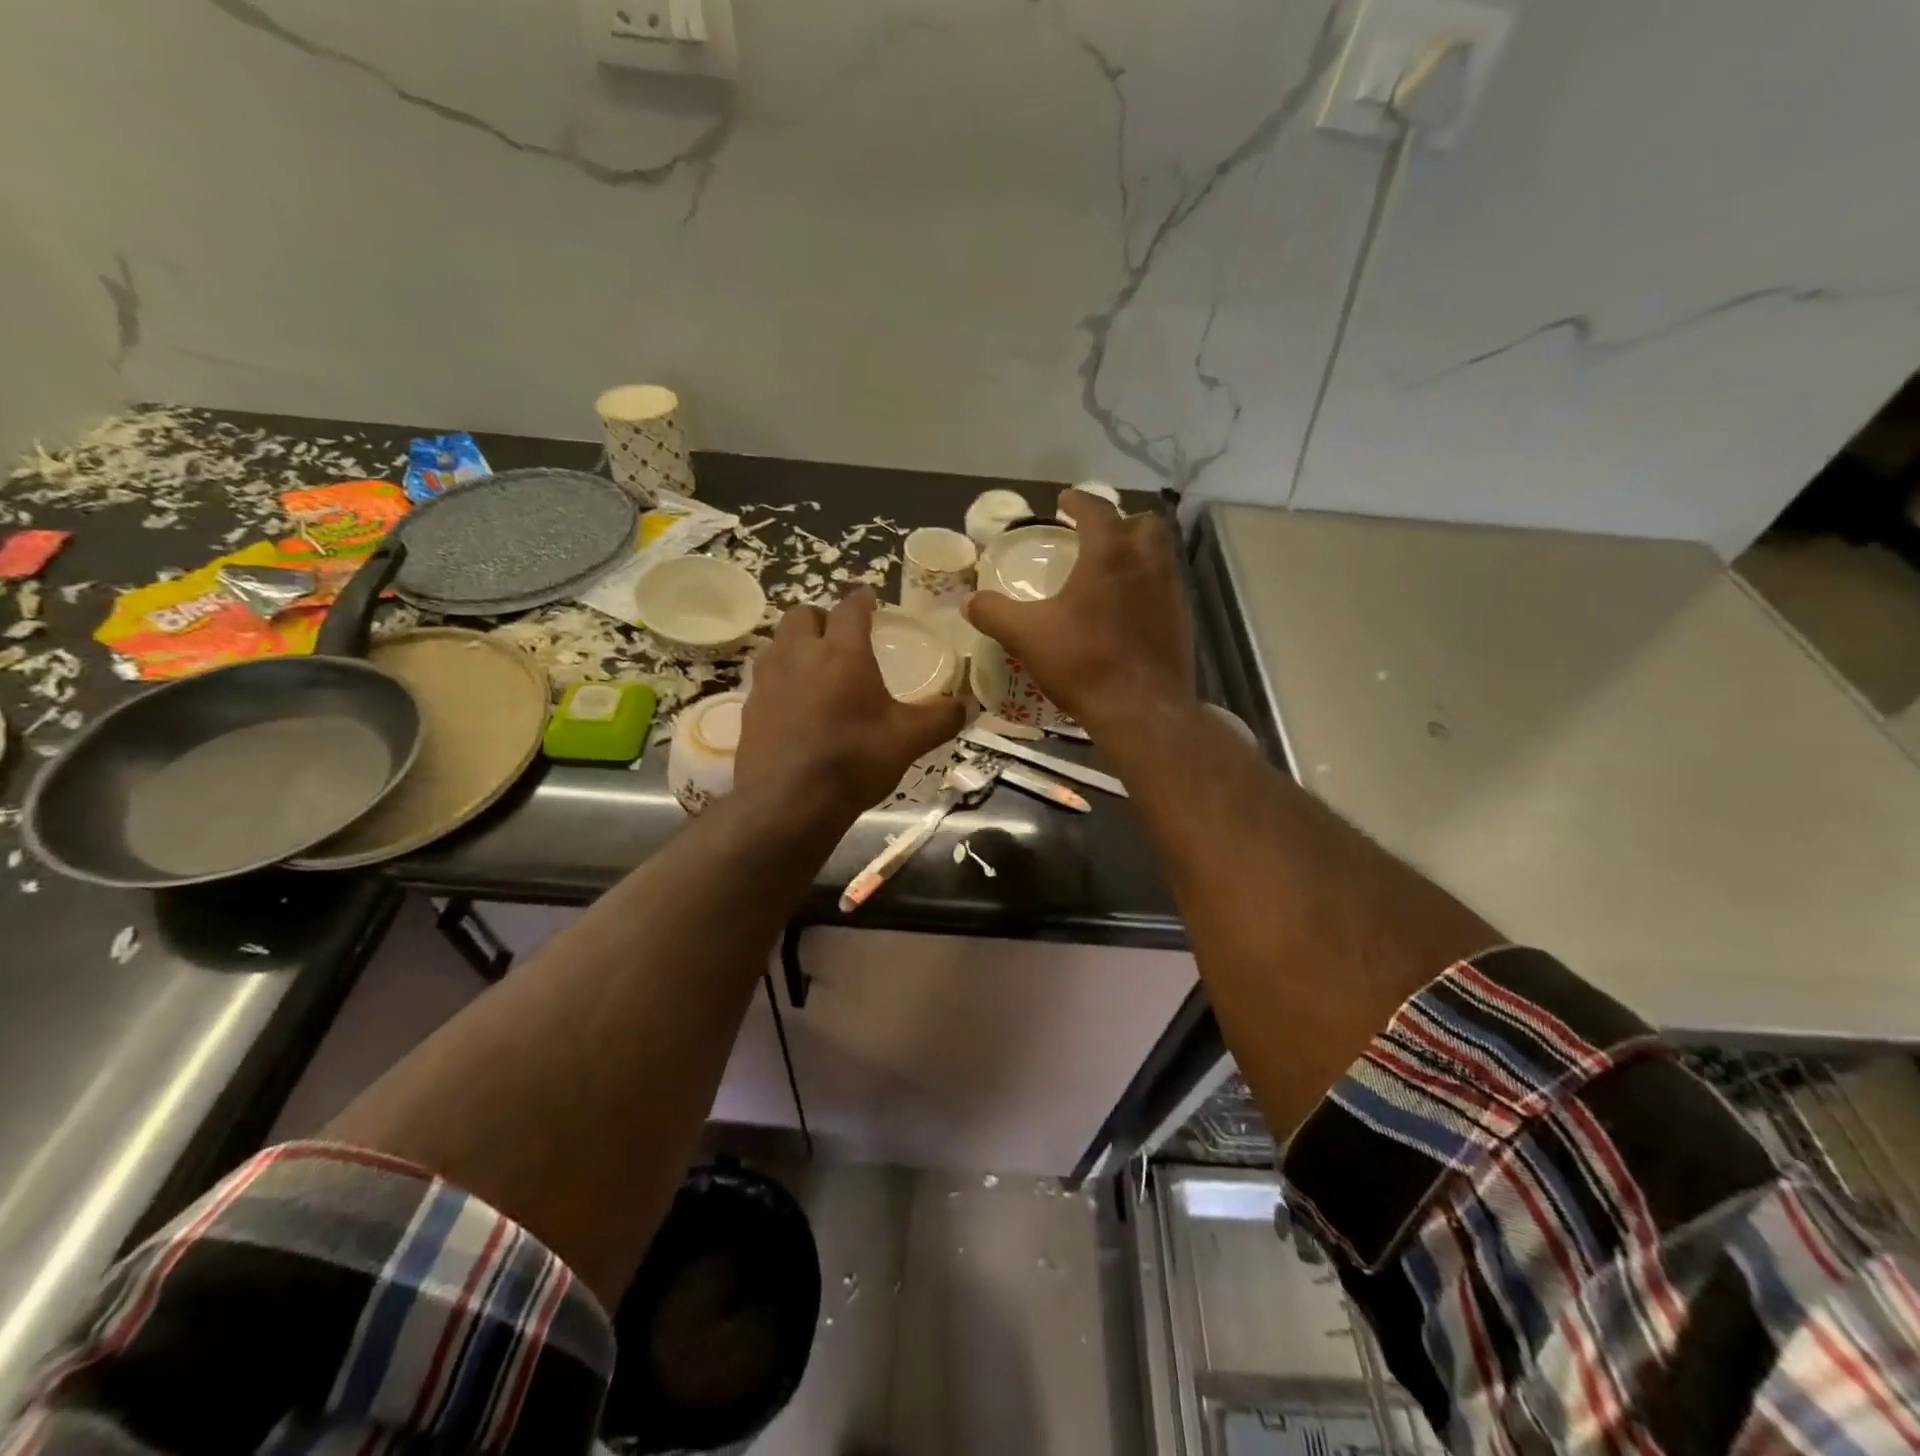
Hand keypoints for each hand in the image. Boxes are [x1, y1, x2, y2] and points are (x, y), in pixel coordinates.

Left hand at [737, 588, 964, 819]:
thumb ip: (941, 718)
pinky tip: (793, 703)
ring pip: (777, 643)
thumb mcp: (908, 740)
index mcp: (842, 652)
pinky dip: (780, 678)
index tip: (868, 597)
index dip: (861, 599)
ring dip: (795, 644)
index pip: (850, 609)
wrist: (788, 802)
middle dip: (821, 617)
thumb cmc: (853, 761)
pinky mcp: (749, 707)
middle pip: (802, 615)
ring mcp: (768, 680)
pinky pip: (764, 677)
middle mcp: (800, 655)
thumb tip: (971, 705)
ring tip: (813, 664)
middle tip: (838, 634)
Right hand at [963, 489, 1195, 738]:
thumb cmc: (1083, 662)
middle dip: (1121, 521)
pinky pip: (1166, 588)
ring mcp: (1171, 591)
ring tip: (1112, 569)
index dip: (1079, 500)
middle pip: (1143, 523)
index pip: (1097, 509)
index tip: (1065, 500)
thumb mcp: (1026, 636)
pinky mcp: (1182, 621)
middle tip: (1097, 535)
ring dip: (1139, 551)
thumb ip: (994, 613)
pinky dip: (1148, 585)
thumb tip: (968, 602)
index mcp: (1109, 554)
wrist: (1140, 709)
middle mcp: (1147, 563)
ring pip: (1161, 554)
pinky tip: (1128, 609)